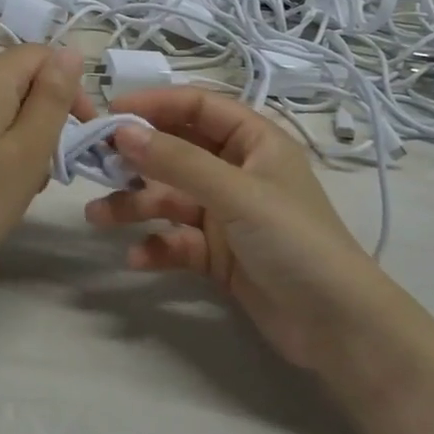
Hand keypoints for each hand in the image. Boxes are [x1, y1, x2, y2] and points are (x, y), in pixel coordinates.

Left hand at [0, 46, 87, 289]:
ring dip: (2, 129)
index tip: (78, 130)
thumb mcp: (28, 152)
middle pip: (7, 79)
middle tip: (42, 168)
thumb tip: (70, 52)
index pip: (38, 56)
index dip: (67, 87)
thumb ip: (52, 97)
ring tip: (5, 181)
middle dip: (34, 114)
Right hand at [85, 89, 386, 375]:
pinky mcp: (219, 254)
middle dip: (136, 158)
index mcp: (253, 141)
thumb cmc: (295, 241)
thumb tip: (122, 131)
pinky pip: (177, 239)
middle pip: (176, 150)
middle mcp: (236, 170)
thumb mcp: (237, 194)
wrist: (340, 329)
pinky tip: (136, 259)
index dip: (154, 104)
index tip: (110, 112)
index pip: (196, 106)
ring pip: (170, 197)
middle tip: (93, 163)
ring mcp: (226, 213)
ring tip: (96, 216)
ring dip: (135, 204)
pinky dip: (156, 245)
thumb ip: (178, 161)